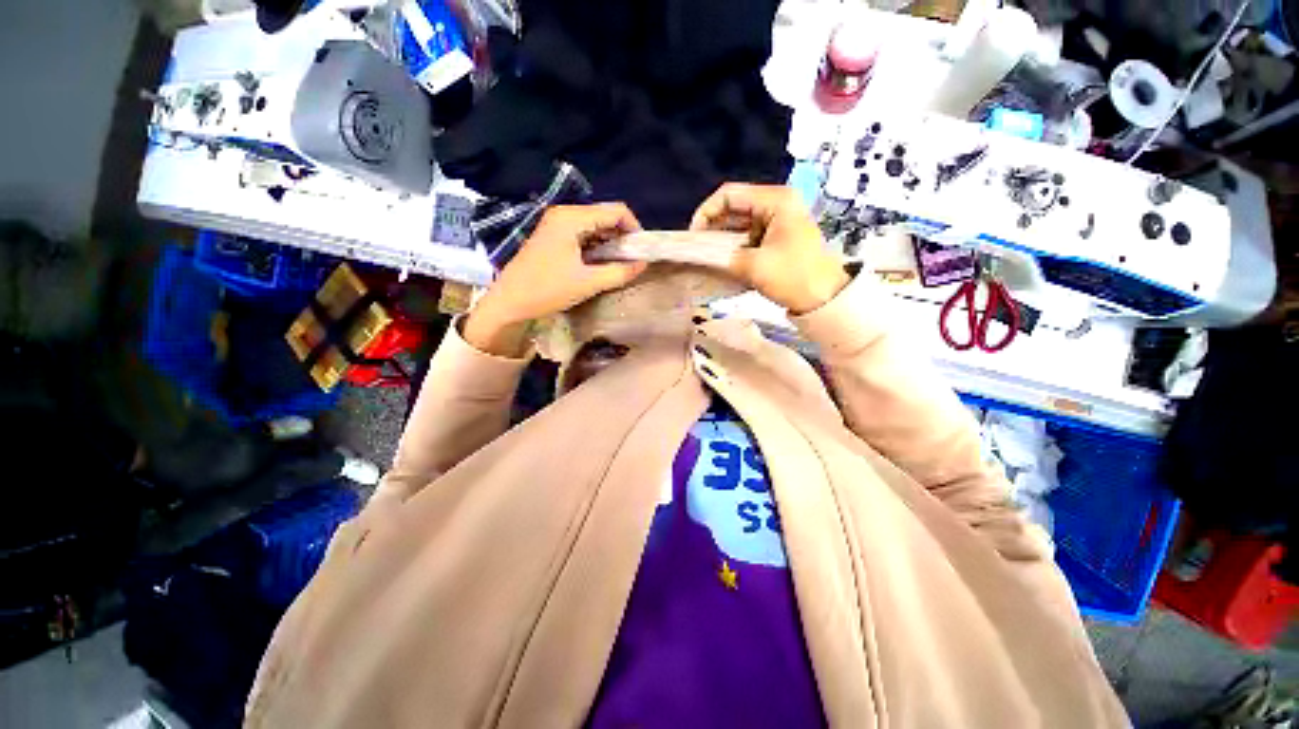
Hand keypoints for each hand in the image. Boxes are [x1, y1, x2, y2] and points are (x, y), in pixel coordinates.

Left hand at [464, 203, 646, 356]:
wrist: (509, 301)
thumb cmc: (547, 290)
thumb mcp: (588, 283)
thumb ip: (619, 272)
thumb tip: (643, 265)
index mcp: (572, 218)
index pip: (615, 211)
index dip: (634, 228)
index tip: (642, 251)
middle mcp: (565, 213)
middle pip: (605, 216)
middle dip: (623, 236)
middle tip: (632, 260)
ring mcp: (557, 223)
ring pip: (595, 225)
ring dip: (610, 243)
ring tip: (619, 265)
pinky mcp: (553, 236)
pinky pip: (583, 234)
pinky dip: (597, 246)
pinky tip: (601, 264)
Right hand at [689, 183, 847, 313]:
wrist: (825, 298)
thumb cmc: (793, 277)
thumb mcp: (754, 266)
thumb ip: (724, 257)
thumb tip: (702, 255)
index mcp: (776, 200)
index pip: (730, 194)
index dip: (706, 212)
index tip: (694, 237)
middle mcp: (777, 203)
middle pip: (734, 206)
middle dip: (713, 226)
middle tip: (698, 248)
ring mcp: (778, 219)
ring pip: (739, 222)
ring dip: (722, 237)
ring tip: (707, 256)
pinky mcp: (777, 235)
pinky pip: (747, 234)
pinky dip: (733, 245)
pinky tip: (722, 259)